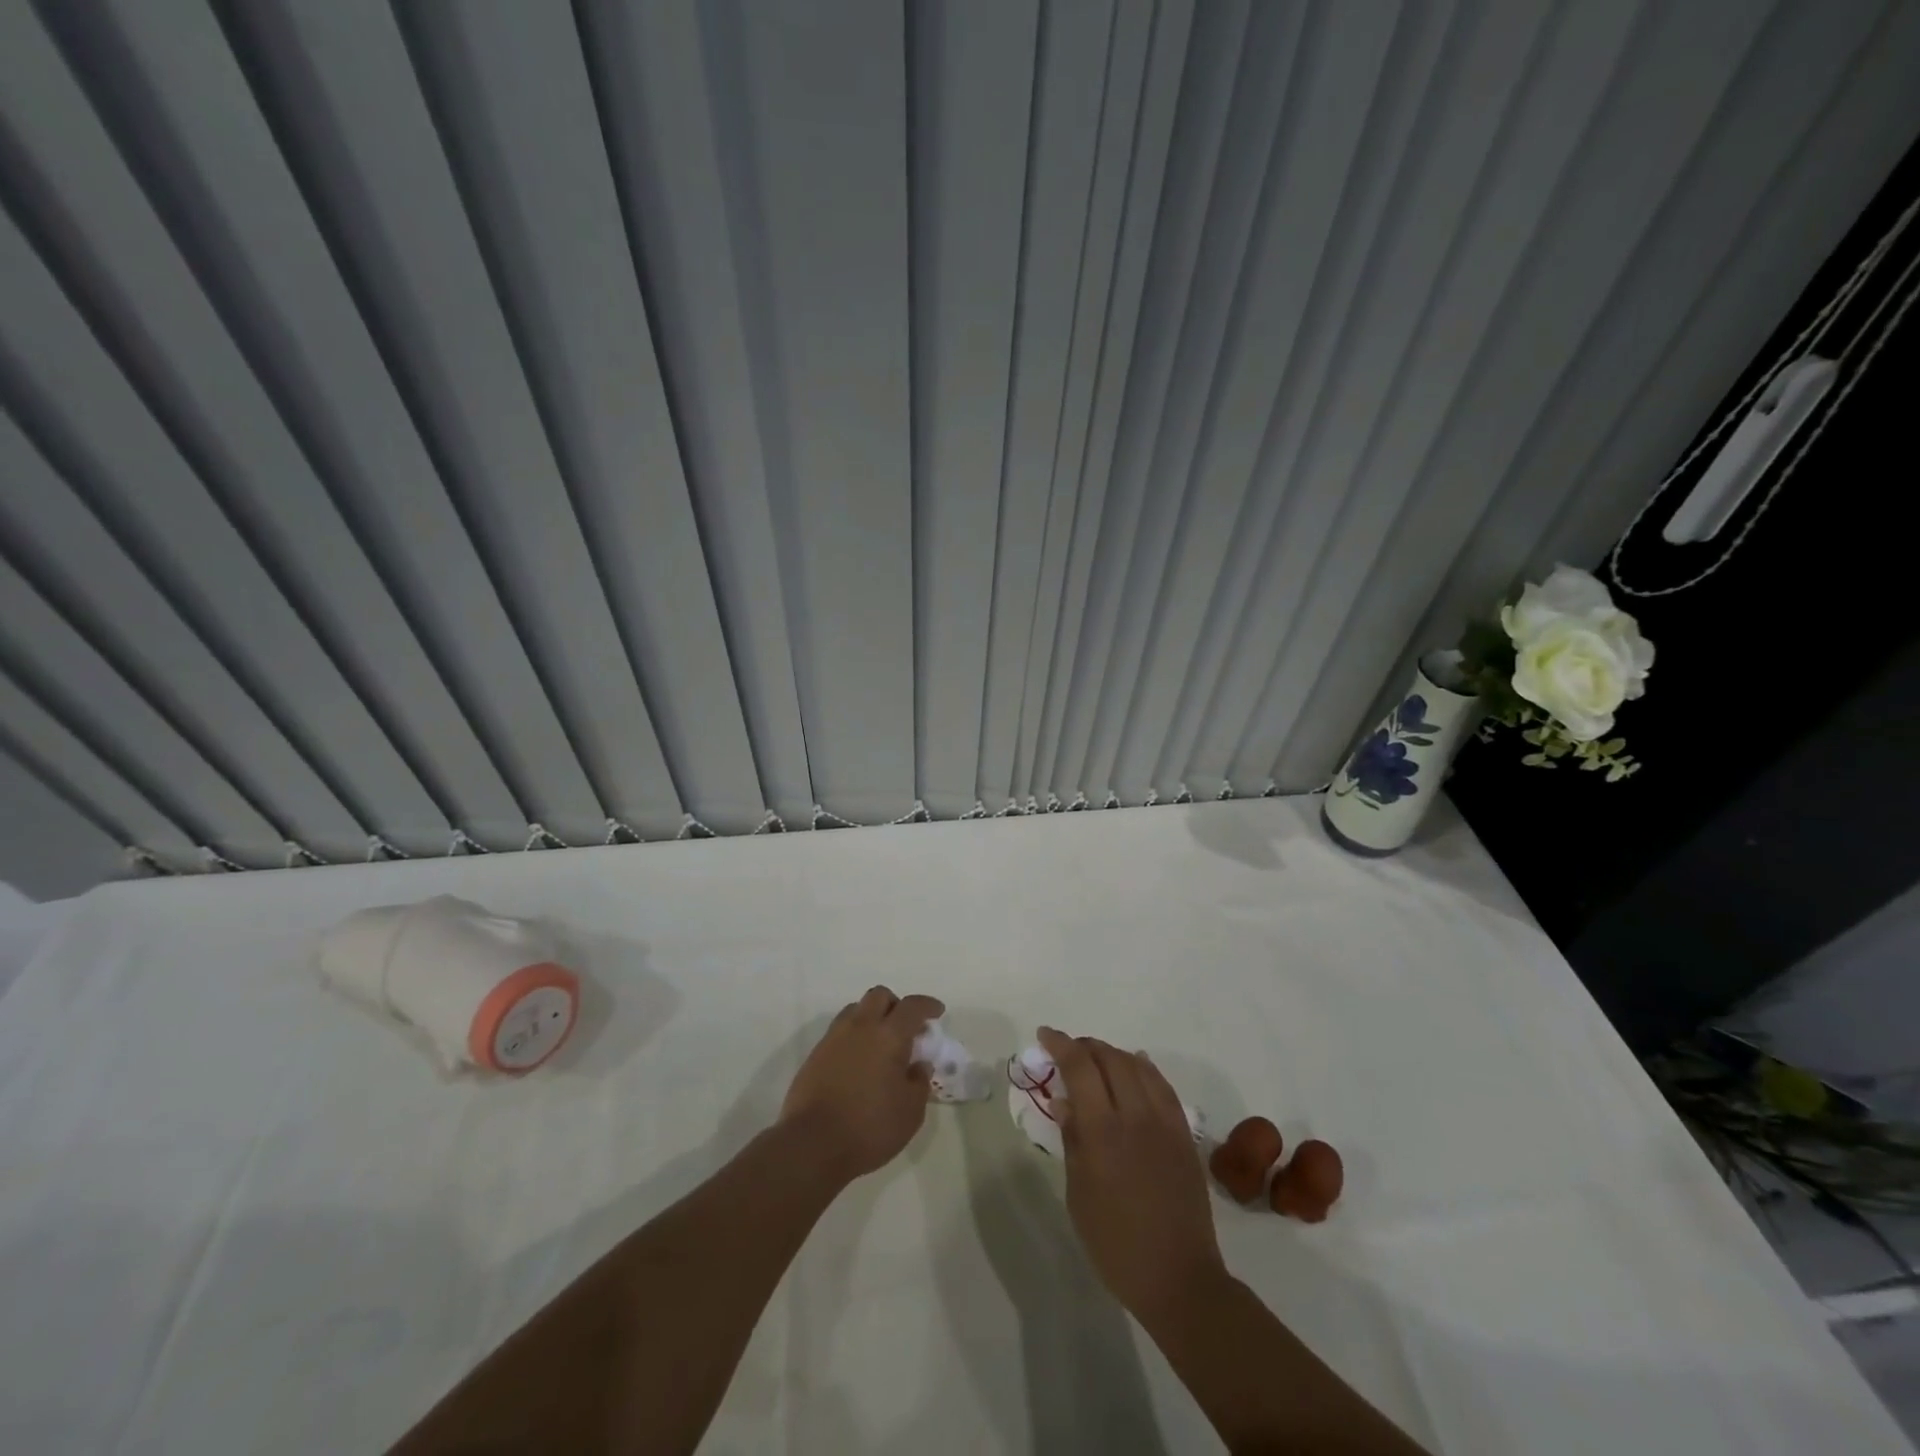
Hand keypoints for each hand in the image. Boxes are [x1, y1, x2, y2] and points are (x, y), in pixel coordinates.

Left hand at [779, 986, 945, 1181]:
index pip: (912, 1006)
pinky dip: (854, 1037)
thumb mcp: (910, 1112)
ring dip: (872, 1017)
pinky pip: (839, 1031)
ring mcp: (834, 1038)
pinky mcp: (815, 1054)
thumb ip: (919, 1082)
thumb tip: (919, 1065)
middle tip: (906, 1028)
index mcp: (889, 1035)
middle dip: (896, 1005)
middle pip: (879, 996)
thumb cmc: (869, 1128)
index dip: (927, 1005)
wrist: (812, 1144)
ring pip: (856, 1010)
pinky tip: (858, 1062)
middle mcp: (860, 1027)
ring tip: (880, 1044)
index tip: (937, 1012)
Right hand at [1038, 1026, 1226, 1317]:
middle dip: (1085, 1046)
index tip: (1045, 1035)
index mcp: (1103, 1132)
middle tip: (1067, 1050)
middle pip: (1110, 1059)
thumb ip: (1073, 1140)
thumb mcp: (1078, 1195)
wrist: (1179, 1278)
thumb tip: (1063, 1101)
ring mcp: (1164, 1123)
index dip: (1060, 1045)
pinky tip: (1136, 1066)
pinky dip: (1144, 1068)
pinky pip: (1163, 1086)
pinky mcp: (1184, 1134)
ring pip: (1138, 1066)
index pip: (1079, 1068)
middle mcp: (1135, 1116)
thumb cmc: (1116, 1244)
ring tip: (1096, 1057)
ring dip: (1113, 1054)